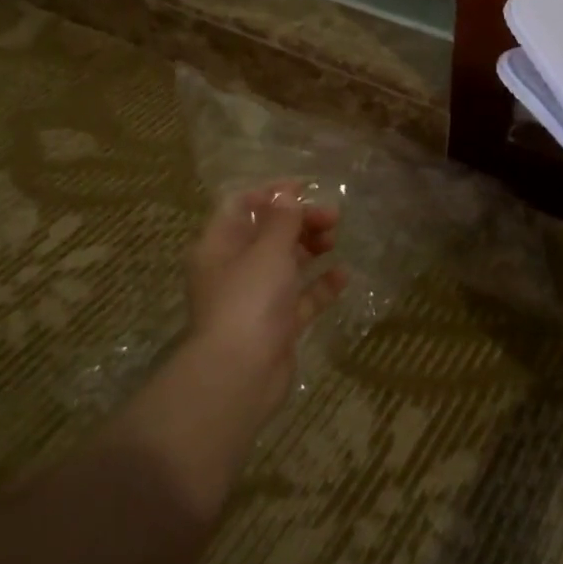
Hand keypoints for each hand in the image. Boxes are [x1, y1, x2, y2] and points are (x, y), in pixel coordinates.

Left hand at [185, 181, 348, 412]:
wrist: (241, 375)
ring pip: (285, 264)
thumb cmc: (249, 300)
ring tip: (334, 241)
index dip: (272, 194)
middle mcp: (233, 269)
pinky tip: (343, 275)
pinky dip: (320, 285)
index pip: (241, 206)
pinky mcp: (276, 325)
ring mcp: (255, 299)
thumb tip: (286, 194)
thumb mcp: (267, 250)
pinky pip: (301, 297)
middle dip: (299, 221)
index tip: (306, 188)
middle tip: (332, 218)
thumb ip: (282, 220)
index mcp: (218, 246)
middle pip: (267, 234)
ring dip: (310, 248)